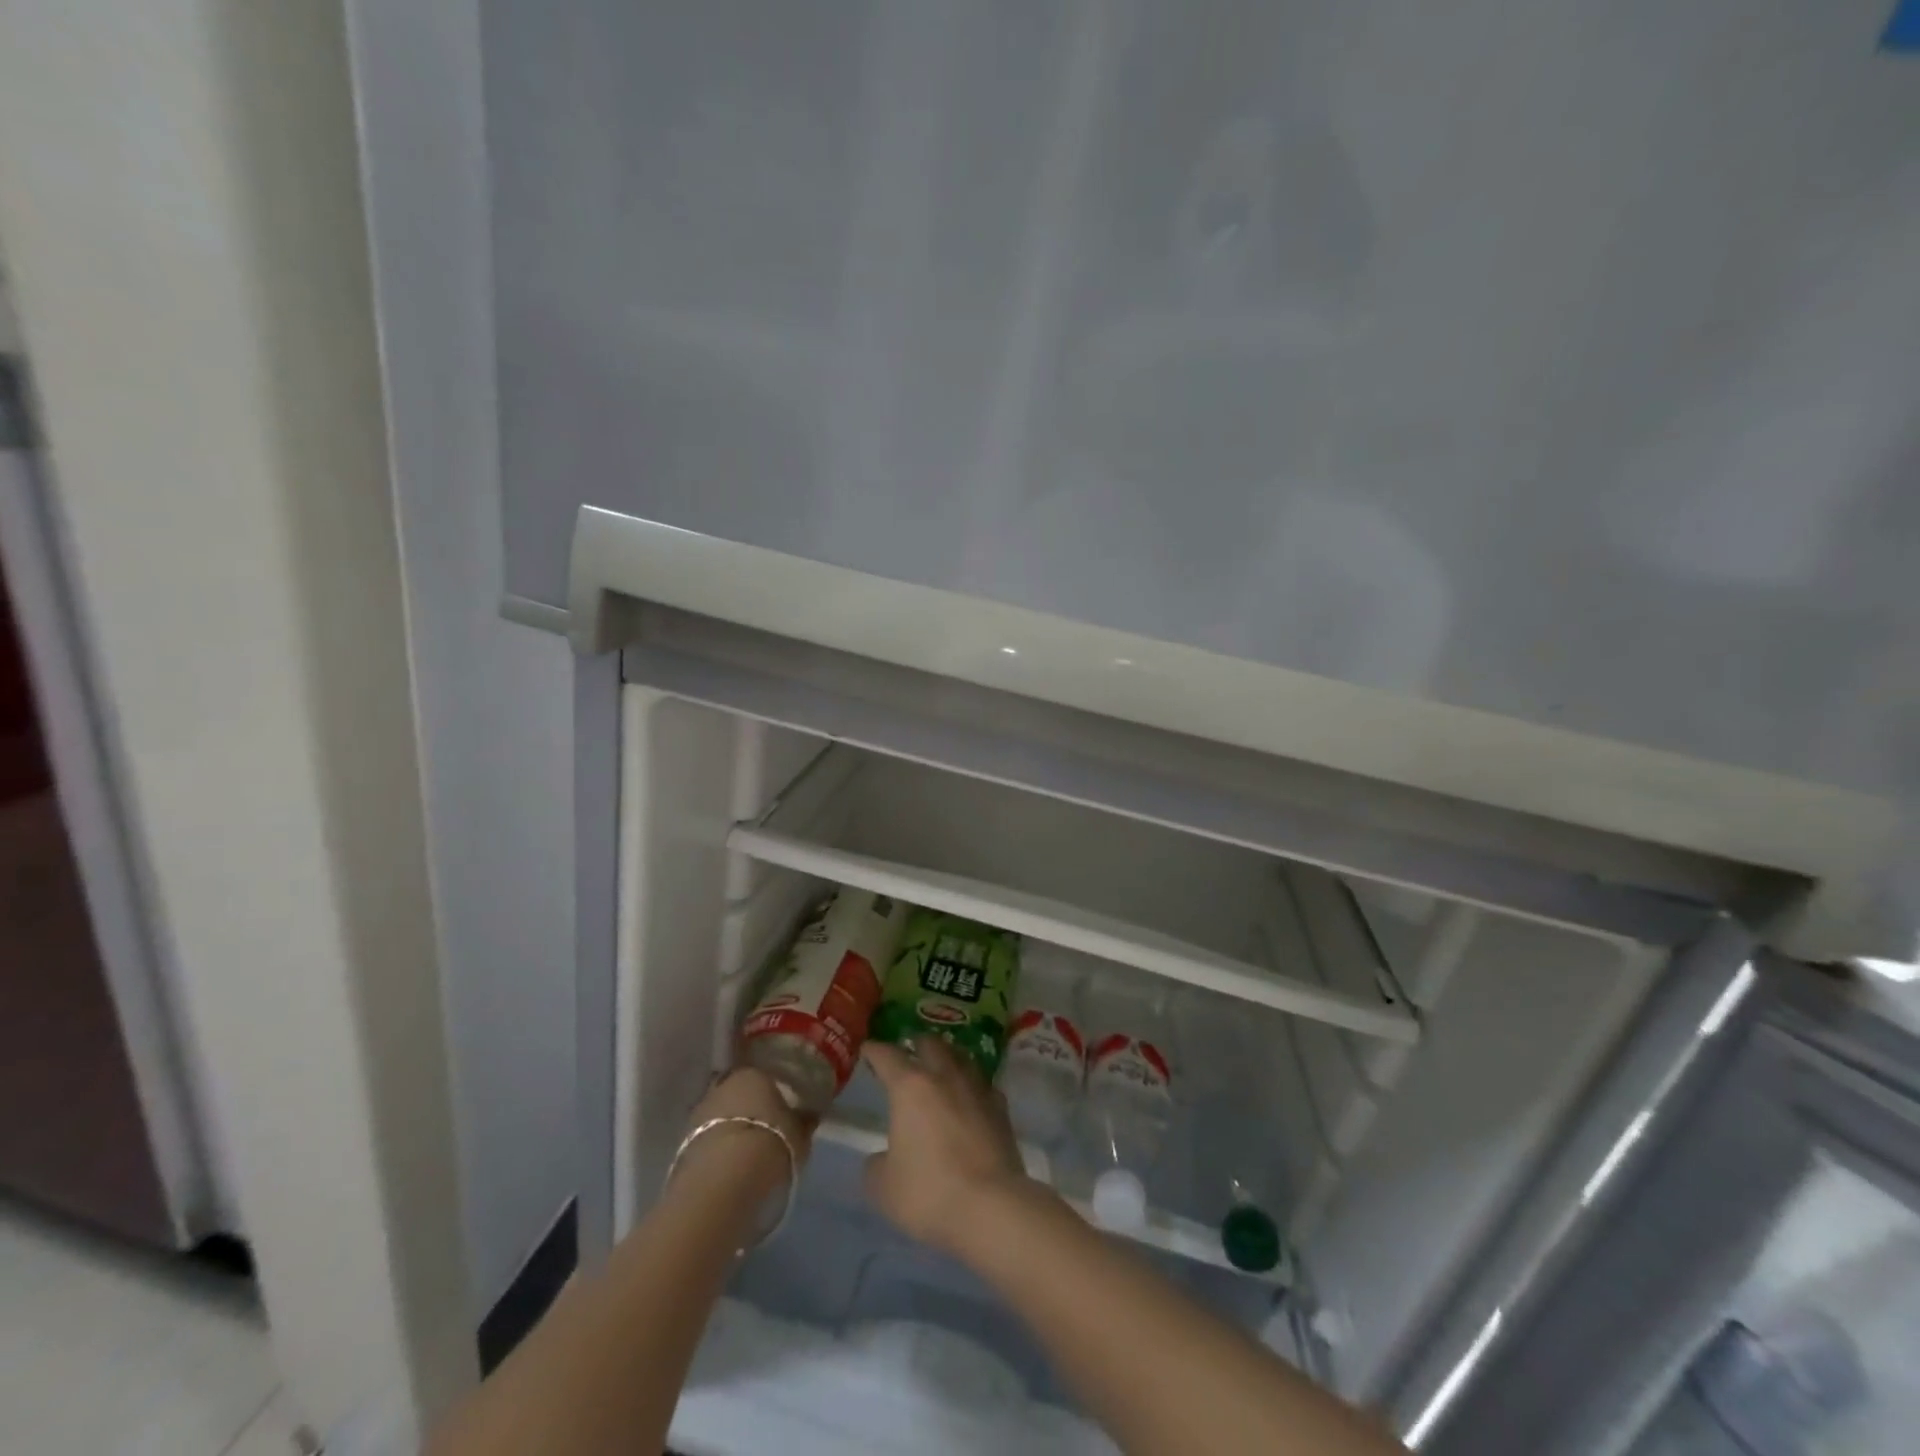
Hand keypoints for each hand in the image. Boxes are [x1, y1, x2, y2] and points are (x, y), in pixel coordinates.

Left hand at [673, 1067, 813, 1198]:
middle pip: (738, 1094)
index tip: (782, 1107)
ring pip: (720, 1116)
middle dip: (748, 1108)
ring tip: (746, 1151)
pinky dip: (717, 1148)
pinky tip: (729, 1165)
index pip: (764, 1075)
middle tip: (764, 1127)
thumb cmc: (770, 1143)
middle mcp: (723, 1085)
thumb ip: (803, 1121)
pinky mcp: (683, 1143)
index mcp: (753, 1073)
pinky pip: (708, 1140)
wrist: (723, 1181)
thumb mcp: (800, 1134)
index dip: (773, 1092)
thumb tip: (809, 1115)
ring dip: (730, 1128)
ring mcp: (699, 1112)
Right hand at [860, 1037, 1030, 1255]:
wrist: (991, 1207)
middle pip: (931, 1045)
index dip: (875, 1051)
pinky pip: (983, 1085)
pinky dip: (972, 1085)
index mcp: (910, 1087)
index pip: (888, 1056)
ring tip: (941, 1066)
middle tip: (908, 1052)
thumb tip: (883, 1158)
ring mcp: (977, 1089)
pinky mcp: (1001, 1109)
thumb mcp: (883, 1187)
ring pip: (961, 1058)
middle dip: (917, 1045)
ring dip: (948, 1057)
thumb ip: (876, 1165)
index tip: (868, 1049)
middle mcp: (945, 1077)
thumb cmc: (929, 1191)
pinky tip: (971, 1096)